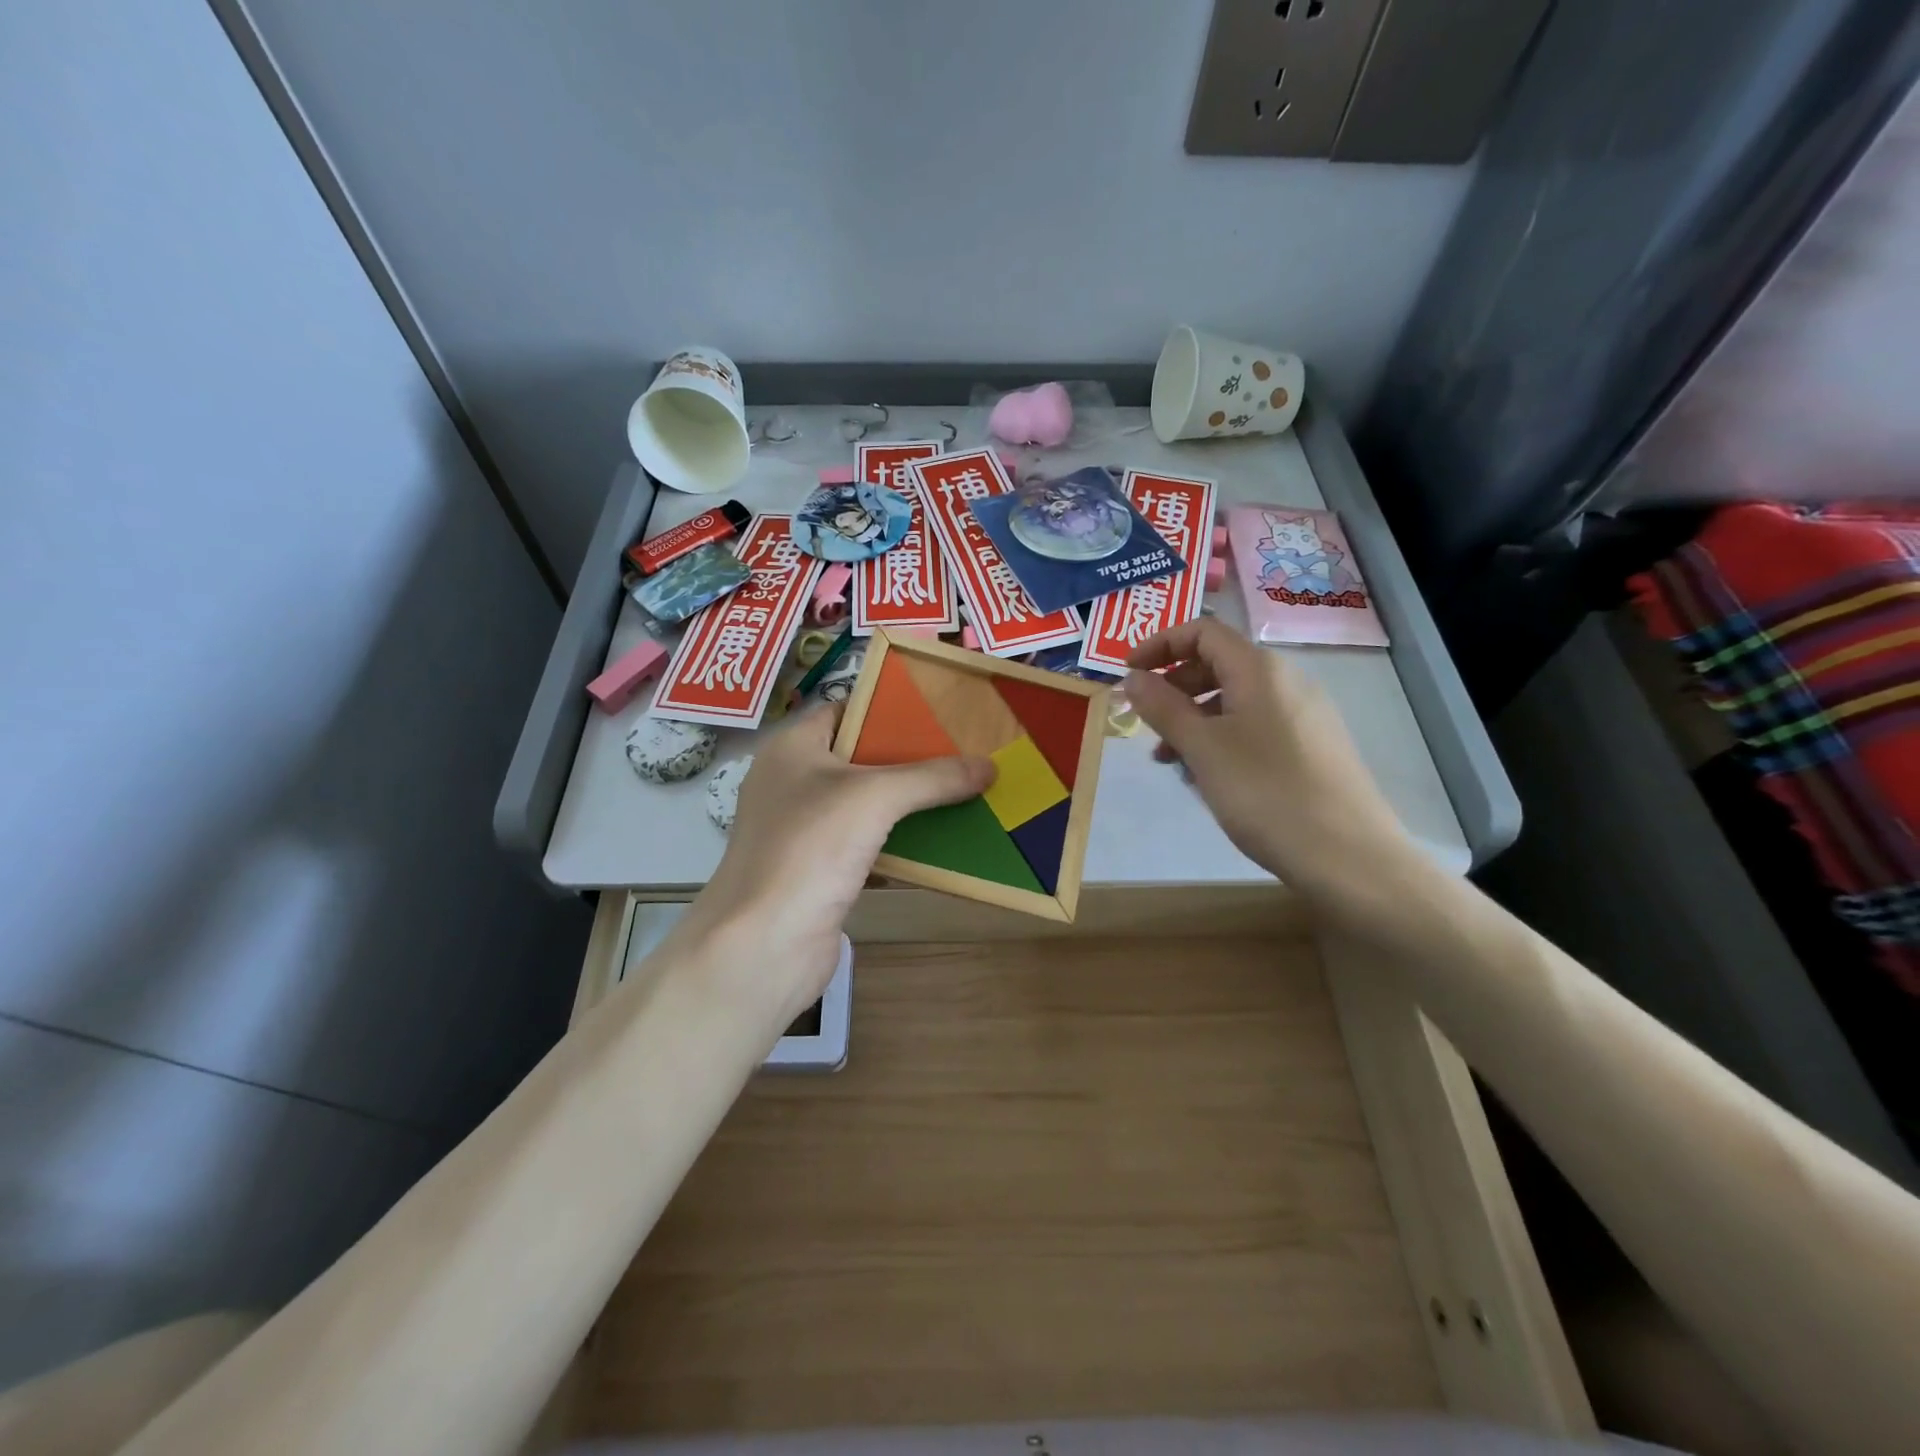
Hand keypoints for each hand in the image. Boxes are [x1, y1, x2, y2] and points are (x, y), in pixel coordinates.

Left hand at [676, 704, 993, 1022]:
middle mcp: (794, 783)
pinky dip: (901, 844)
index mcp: (793, 749)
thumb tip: (989, 766)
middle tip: (963, 750)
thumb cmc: (809, 848)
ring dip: (911, 803)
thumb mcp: (875, 797)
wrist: (763, 946)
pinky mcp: (819, 873)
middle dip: (910, 757)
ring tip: (964, 790)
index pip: (844, 710)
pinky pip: (868, 846)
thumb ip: (932, 777)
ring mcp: (804, 831)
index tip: (938, 709)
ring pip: (867, 806)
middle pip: (860, 759)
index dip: (888, 707)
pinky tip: (943, 842)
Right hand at [1123, 618, 1414, 910]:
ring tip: (1170, 760)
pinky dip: (1221, 738)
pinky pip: (1254, 726)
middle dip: (1173, 687)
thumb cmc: (1265, 793)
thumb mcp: (1203, 748)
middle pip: (1217, 663)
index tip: (1128, 673)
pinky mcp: (1311, 747)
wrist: (1348, 856)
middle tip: (1145, 723)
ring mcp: (1303, 714)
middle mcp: (1286, 681)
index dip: (1159, 644)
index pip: (1202, 631)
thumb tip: (1133, 677)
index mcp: (1260, 670)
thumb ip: (1163, 707)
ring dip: (1193, 719)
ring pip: (1234, 700)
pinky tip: (1208, 776)